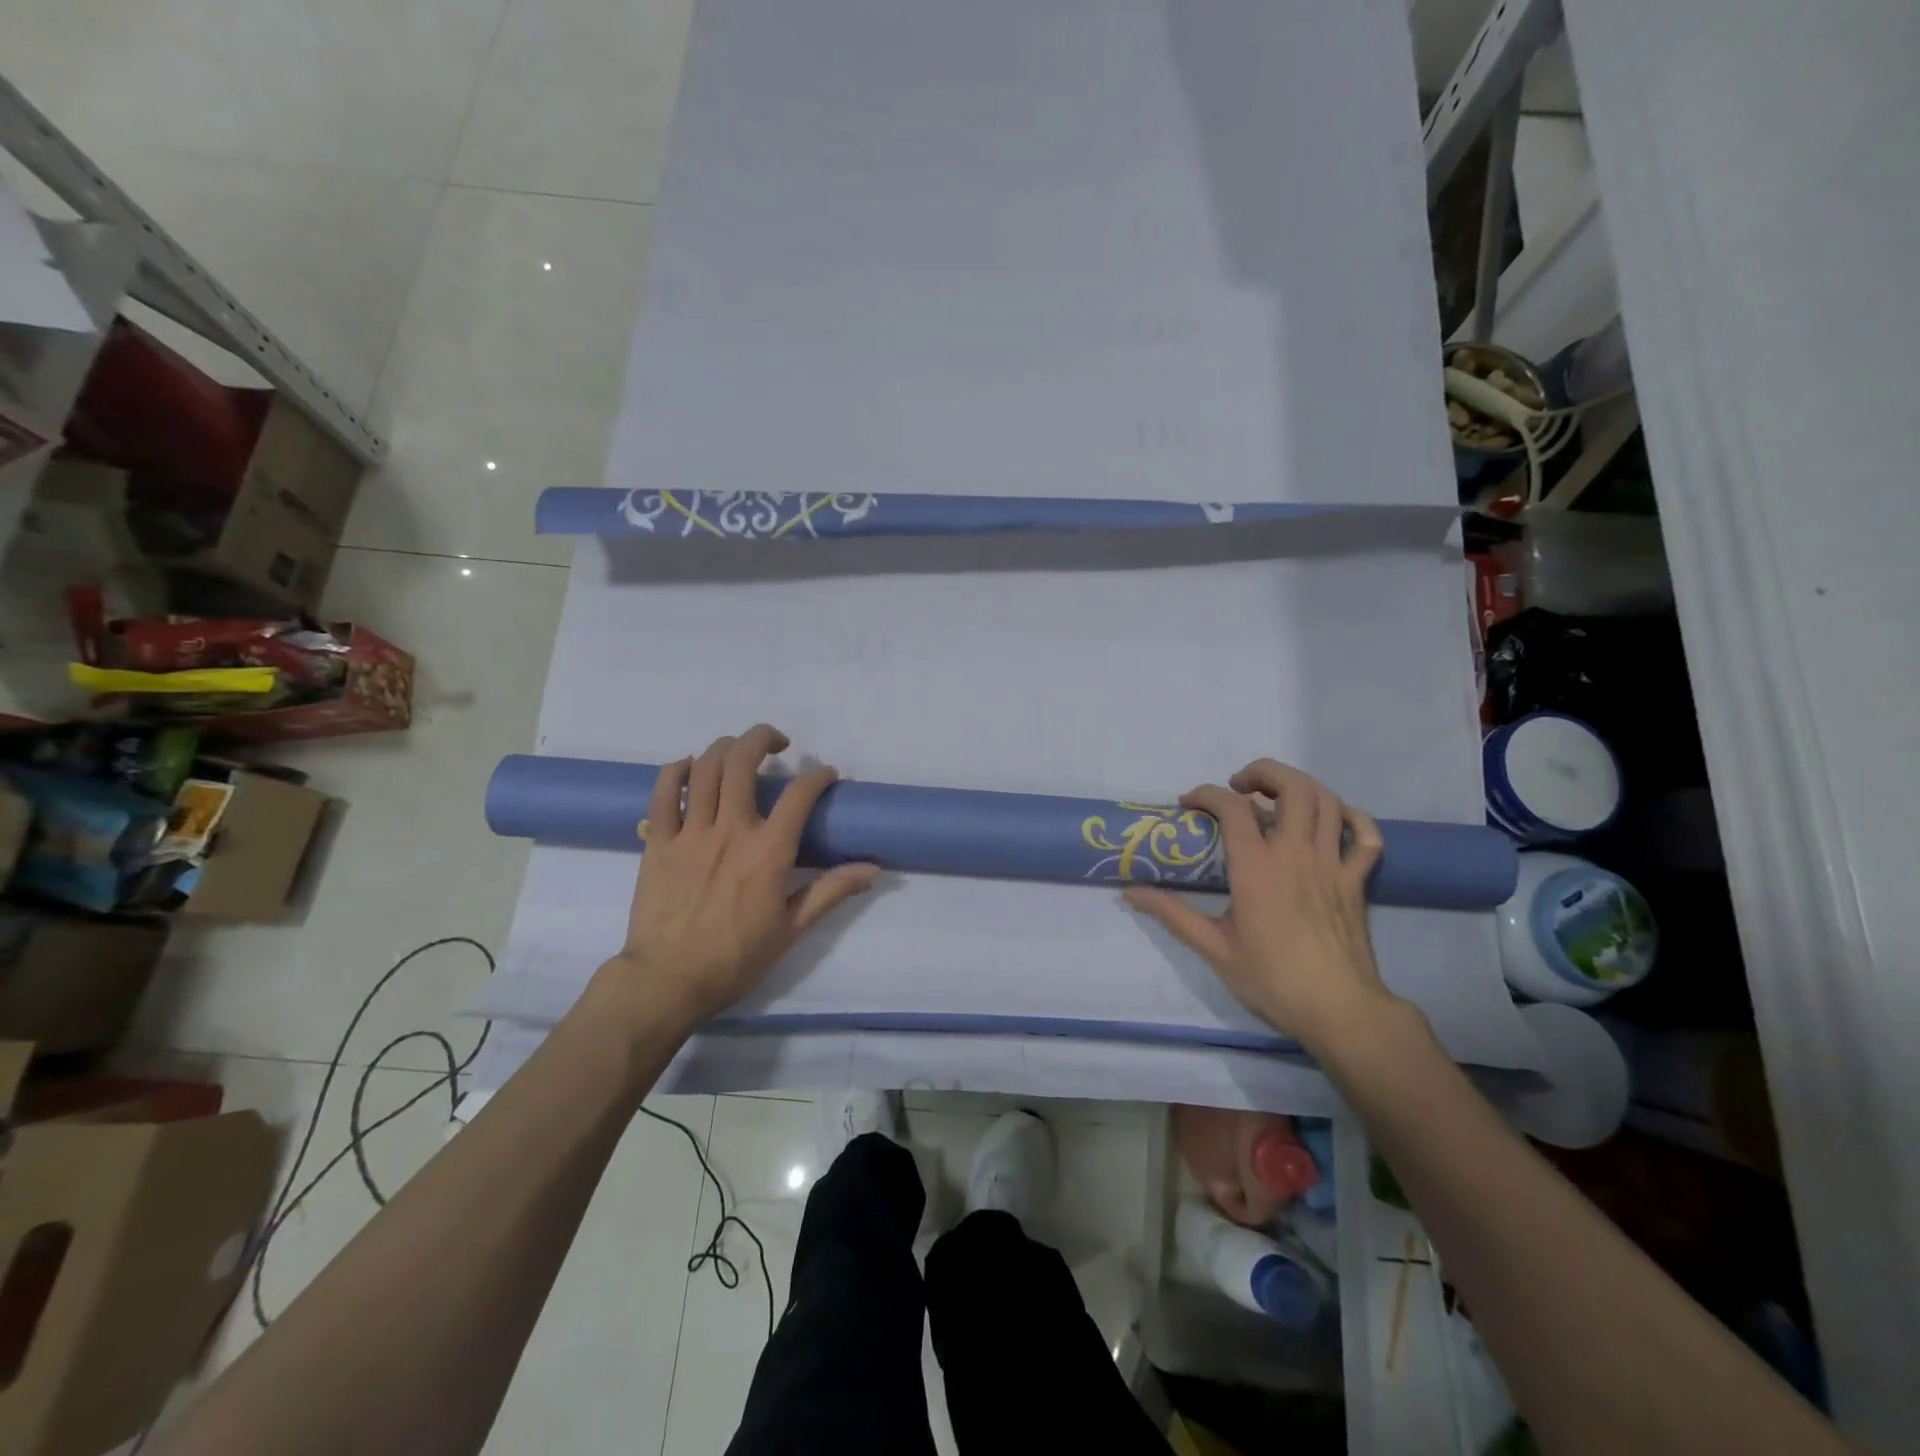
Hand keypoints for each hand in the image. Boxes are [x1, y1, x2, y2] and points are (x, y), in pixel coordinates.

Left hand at [596, 724, 879, 1026]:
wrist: (668, 981)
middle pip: (743, 760)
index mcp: (768, 851)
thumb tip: (874, 869)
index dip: (818, 775)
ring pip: (705, 767)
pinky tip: (690, 767)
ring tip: (739, 750)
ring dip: (725, 747)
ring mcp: (689, 832)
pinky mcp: (657, 841)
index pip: (800, 794)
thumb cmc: (735, 958)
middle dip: (764, 737)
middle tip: (778, 743)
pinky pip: (663, 792)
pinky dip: (677, 770)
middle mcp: (730, 830)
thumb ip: (831, 891)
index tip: (826, 775)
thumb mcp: (792, 928)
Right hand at [1124, 759, 1400, 1052]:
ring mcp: (1333, 864)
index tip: (1188, 803)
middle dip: (1263, 772)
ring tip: (1276, 796)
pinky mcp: (1357, 881)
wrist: (1339, 1011)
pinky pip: (1366, 835)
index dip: (1206, 794)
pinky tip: (1332, 819)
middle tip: (1239, 786)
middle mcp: (1296, 854)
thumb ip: (1172, 914)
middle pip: (1292, 787)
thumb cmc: (1272, 979)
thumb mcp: (1213, 948)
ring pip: (1328, 802)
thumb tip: (1131, 892)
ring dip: (1300, 786)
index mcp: (1257, 867)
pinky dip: (1351, 817)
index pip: (1231, 807)